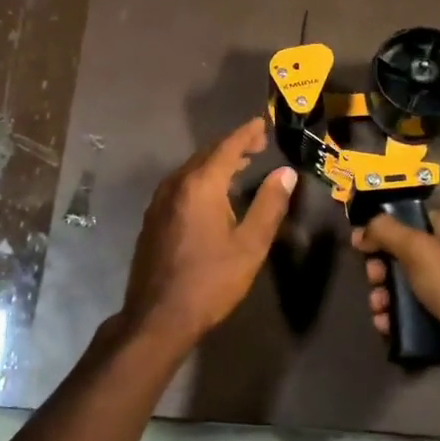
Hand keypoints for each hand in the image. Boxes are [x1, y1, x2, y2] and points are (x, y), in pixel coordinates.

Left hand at [122, 117, 296, 347]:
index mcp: (201, 185)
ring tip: (240, 164)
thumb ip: (269, 205)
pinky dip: (201, 178)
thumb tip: (286, 173)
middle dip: (232, 146)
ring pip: (191, 169)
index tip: (261, 124)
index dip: (246, 134)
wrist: (158, 316)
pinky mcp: (153, 218)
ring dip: (216, 163)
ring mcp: (160, 201)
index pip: (227, 147)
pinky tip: (212, 193)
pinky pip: (181, 185)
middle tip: (257, 144)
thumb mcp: (250, 245)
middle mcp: (176, 184)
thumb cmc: (210, 281)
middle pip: (207, 155)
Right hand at [352, 209, 439, 379]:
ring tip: (378, 306)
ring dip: (384, 297)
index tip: (364, 238)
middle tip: (373, 277)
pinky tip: (384, 325)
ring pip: (404, 289)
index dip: (389, 226)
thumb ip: (385, 231)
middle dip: (381, 268)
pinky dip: (394, 320)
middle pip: (405, 257)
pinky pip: (410, 317)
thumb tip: (361, 232)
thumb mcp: (417, 246)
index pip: (416, 220)